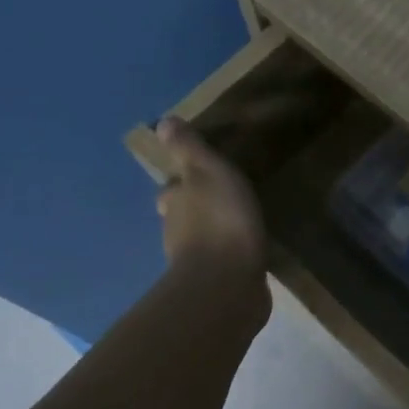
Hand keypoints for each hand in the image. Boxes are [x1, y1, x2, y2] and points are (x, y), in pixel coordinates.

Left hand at [156, 116, 266, 276]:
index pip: (172, 190)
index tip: (199, 178)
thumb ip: (189, 149)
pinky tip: (246, 253)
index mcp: (174, 203)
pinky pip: (222, 263)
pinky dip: (230, 256)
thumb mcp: (208, 172)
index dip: (182, 183)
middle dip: (196, 209)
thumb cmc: (220, 220)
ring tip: (239, 225)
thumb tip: (162, 123)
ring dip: (213, 233)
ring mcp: (195, 262)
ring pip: (200, 241)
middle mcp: (176, 233)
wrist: (228, 284)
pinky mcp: (218, 285)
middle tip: (222, 201)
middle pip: (182, 216)